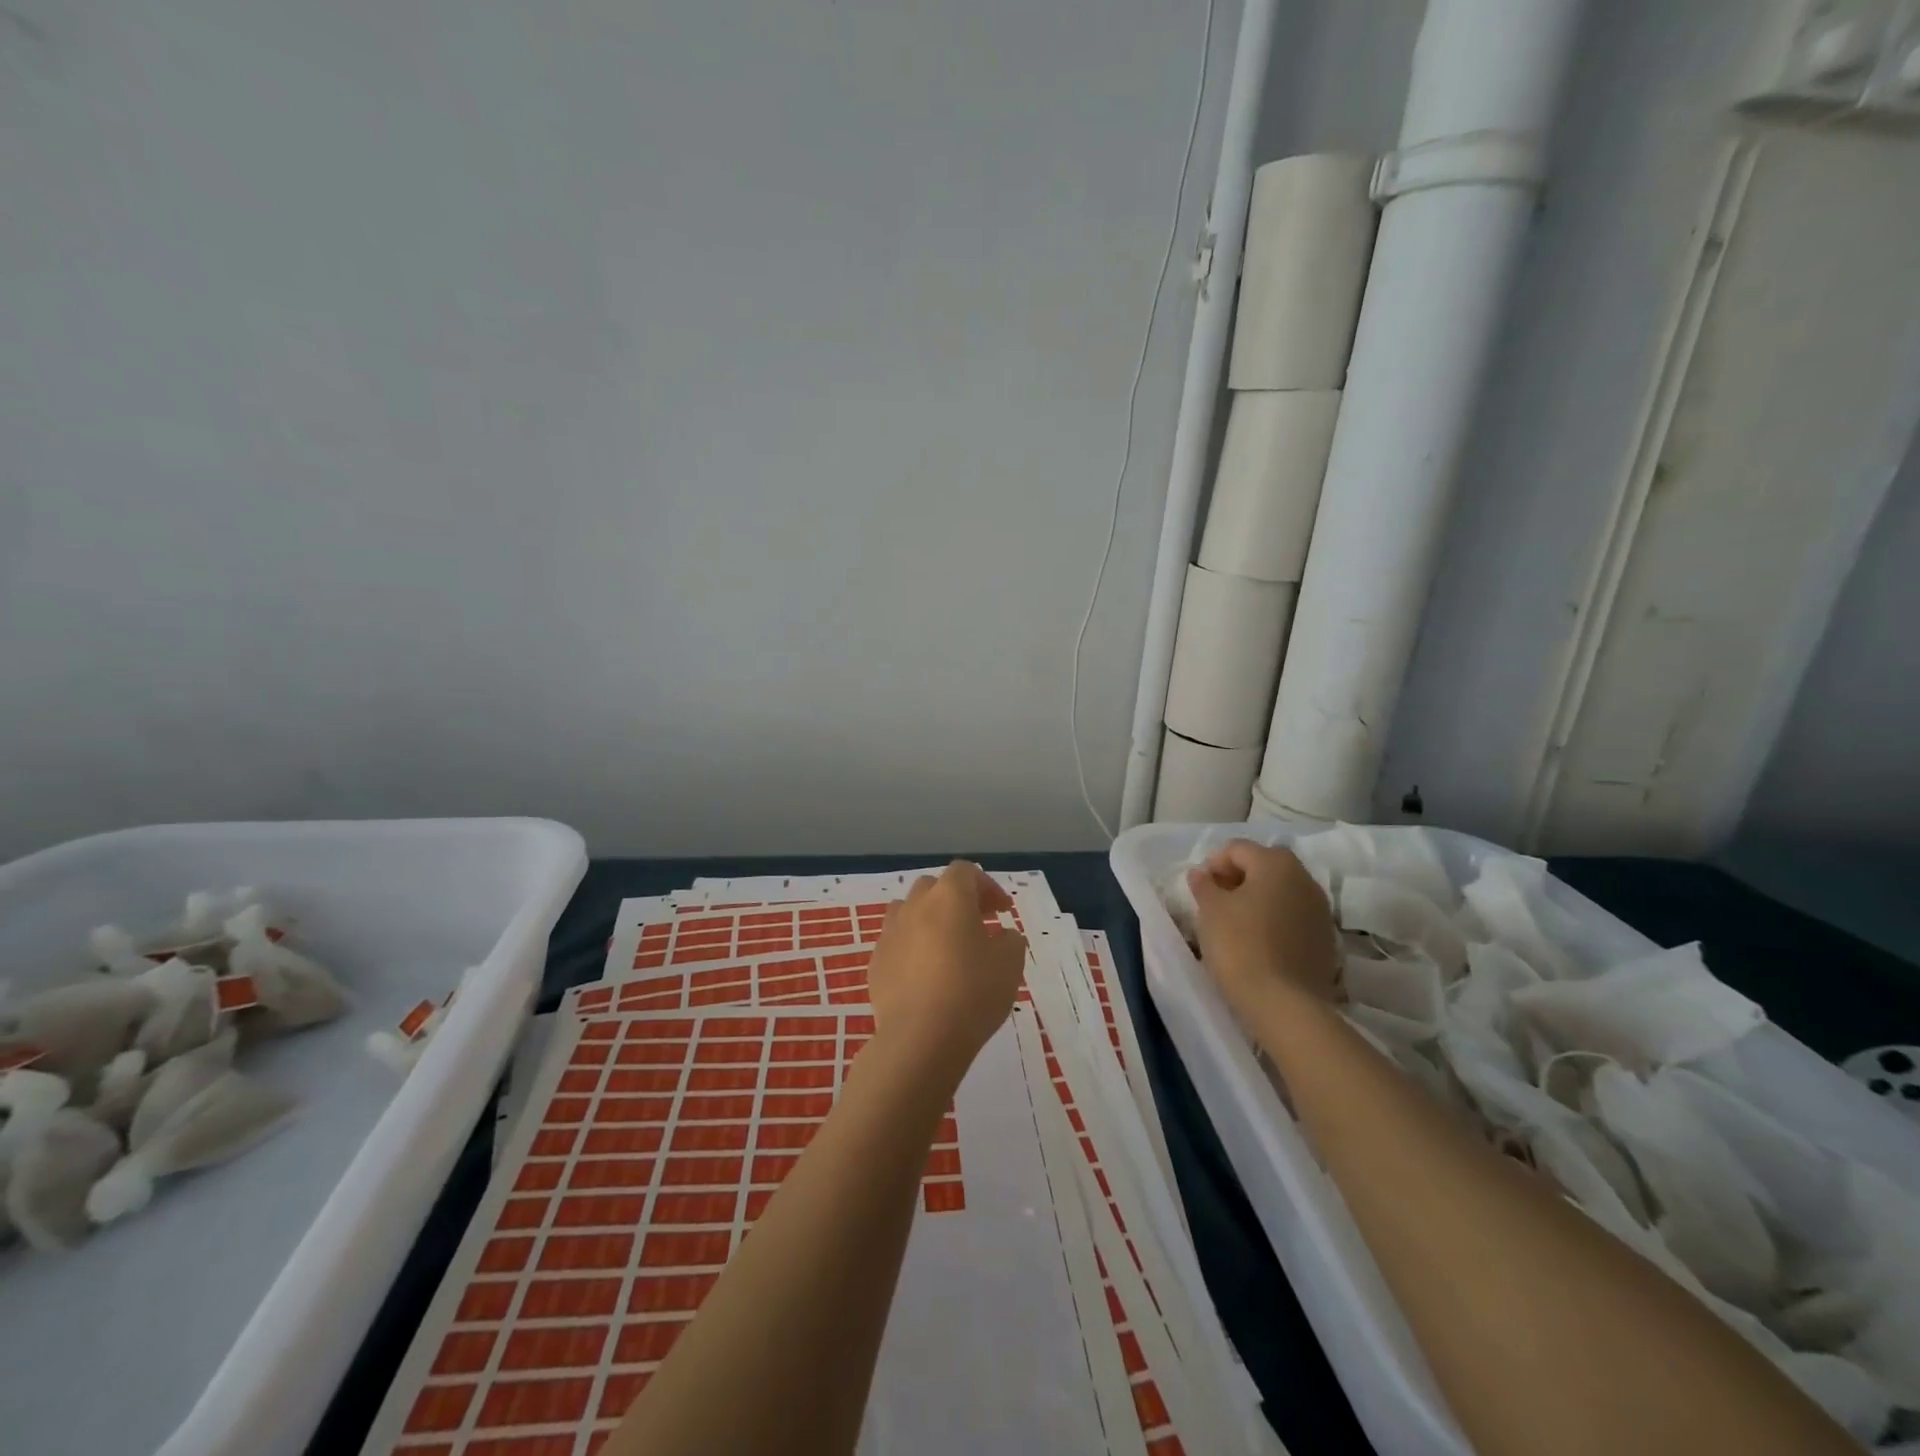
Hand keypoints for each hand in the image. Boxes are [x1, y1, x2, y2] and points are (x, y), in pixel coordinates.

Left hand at [865, 862, 1026, 1079]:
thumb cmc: (972, 992)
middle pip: (934, 887)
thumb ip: (1009, 940)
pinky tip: (925, 976)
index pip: (966, 871)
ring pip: (909, 911)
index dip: (987, 886)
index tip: (1002, 911)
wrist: (920, 1038)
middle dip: (957, 899)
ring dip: (929, 920)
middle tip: (977, 924)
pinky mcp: (876, 963)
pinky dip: (912, 948)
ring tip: (946, 947)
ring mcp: (890, 933)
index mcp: (949, 897)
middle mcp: (915, 906)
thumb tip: (1000, 935)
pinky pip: (896, 943)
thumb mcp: (1010, 964)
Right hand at [1188, 840, 1339, 1022]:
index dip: (1213, 864)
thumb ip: (1204, 885)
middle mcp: (1304, 878)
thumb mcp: (1211, 911)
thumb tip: (1202, 873)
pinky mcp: (1325, 939)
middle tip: (1216, 902)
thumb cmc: (1241, 946)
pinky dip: (1275, 920)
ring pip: (1282, 891)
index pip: (1237, 848)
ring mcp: (1320, 910)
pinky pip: (1294, 916)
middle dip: (1238, 878)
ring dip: (1258, 899)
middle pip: (1264, 865)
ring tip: (1236, 923)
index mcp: (1276, 864)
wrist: (1285, 1005)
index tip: (1199, 889)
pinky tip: (1259, 942)